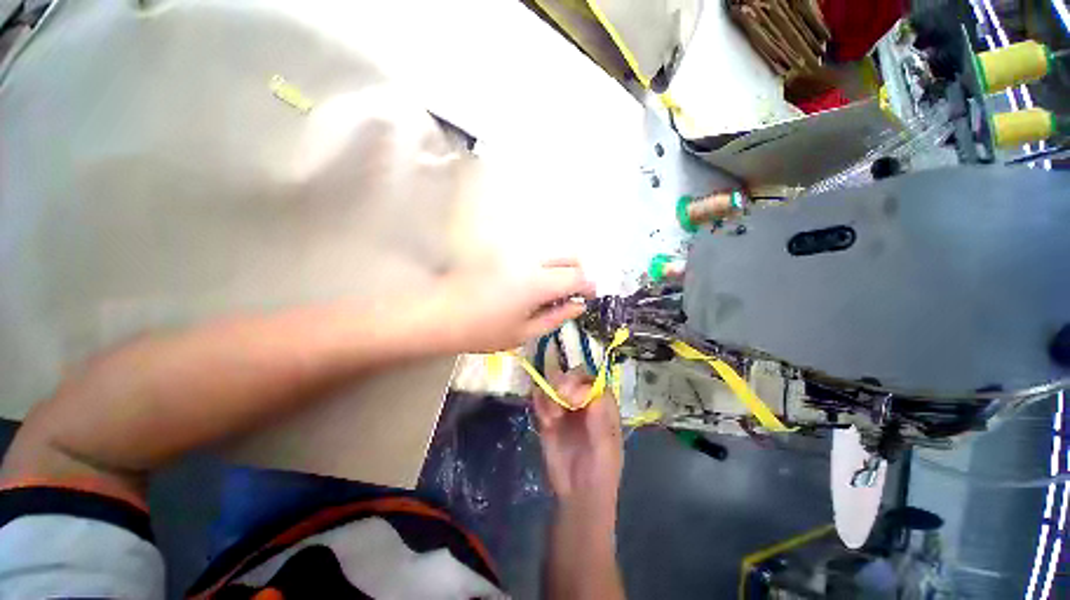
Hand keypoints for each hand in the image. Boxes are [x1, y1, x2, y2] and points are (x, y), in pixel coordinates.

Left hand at [431, 259, 595, 352]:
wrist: (439, 315)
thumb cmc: (483, 331)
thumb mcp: (524, 333)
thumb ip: (556, 317)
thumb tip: (578, 306)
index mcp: (537, 282)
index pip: (576, 276)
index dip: (588, 286)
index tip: (588, 298)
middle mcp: (530, 260)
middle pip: (569, 256)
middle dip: (577, 273)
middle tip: (570, 296)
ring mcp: (514, 252)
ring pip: (551, 253)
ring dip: (560, 269)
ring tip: (548, 294)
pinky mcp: (502, 251)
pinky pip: (533, 255)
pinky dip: (542, 267)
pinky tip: (528, 286)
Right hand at [533, 370, 622, 508]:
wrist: (577, 496)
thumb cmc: (600, 473)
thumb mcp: (606, 450)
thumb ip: (600, 422)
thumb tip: (595, 394)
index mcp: (603, 405)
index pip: (592, 381)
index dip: (581, 383)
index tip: (571, 397)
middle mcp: (583, 400)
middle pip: (572, 378)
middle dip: (562, 382)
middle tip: (557, 397)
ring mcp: (565, 407)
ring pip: (553, 385)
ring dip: (549, 394)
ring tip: (551, 418)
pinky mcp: (548, 416)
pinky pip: (540, 400)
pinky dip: (539, 403)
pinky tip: (544, 421)